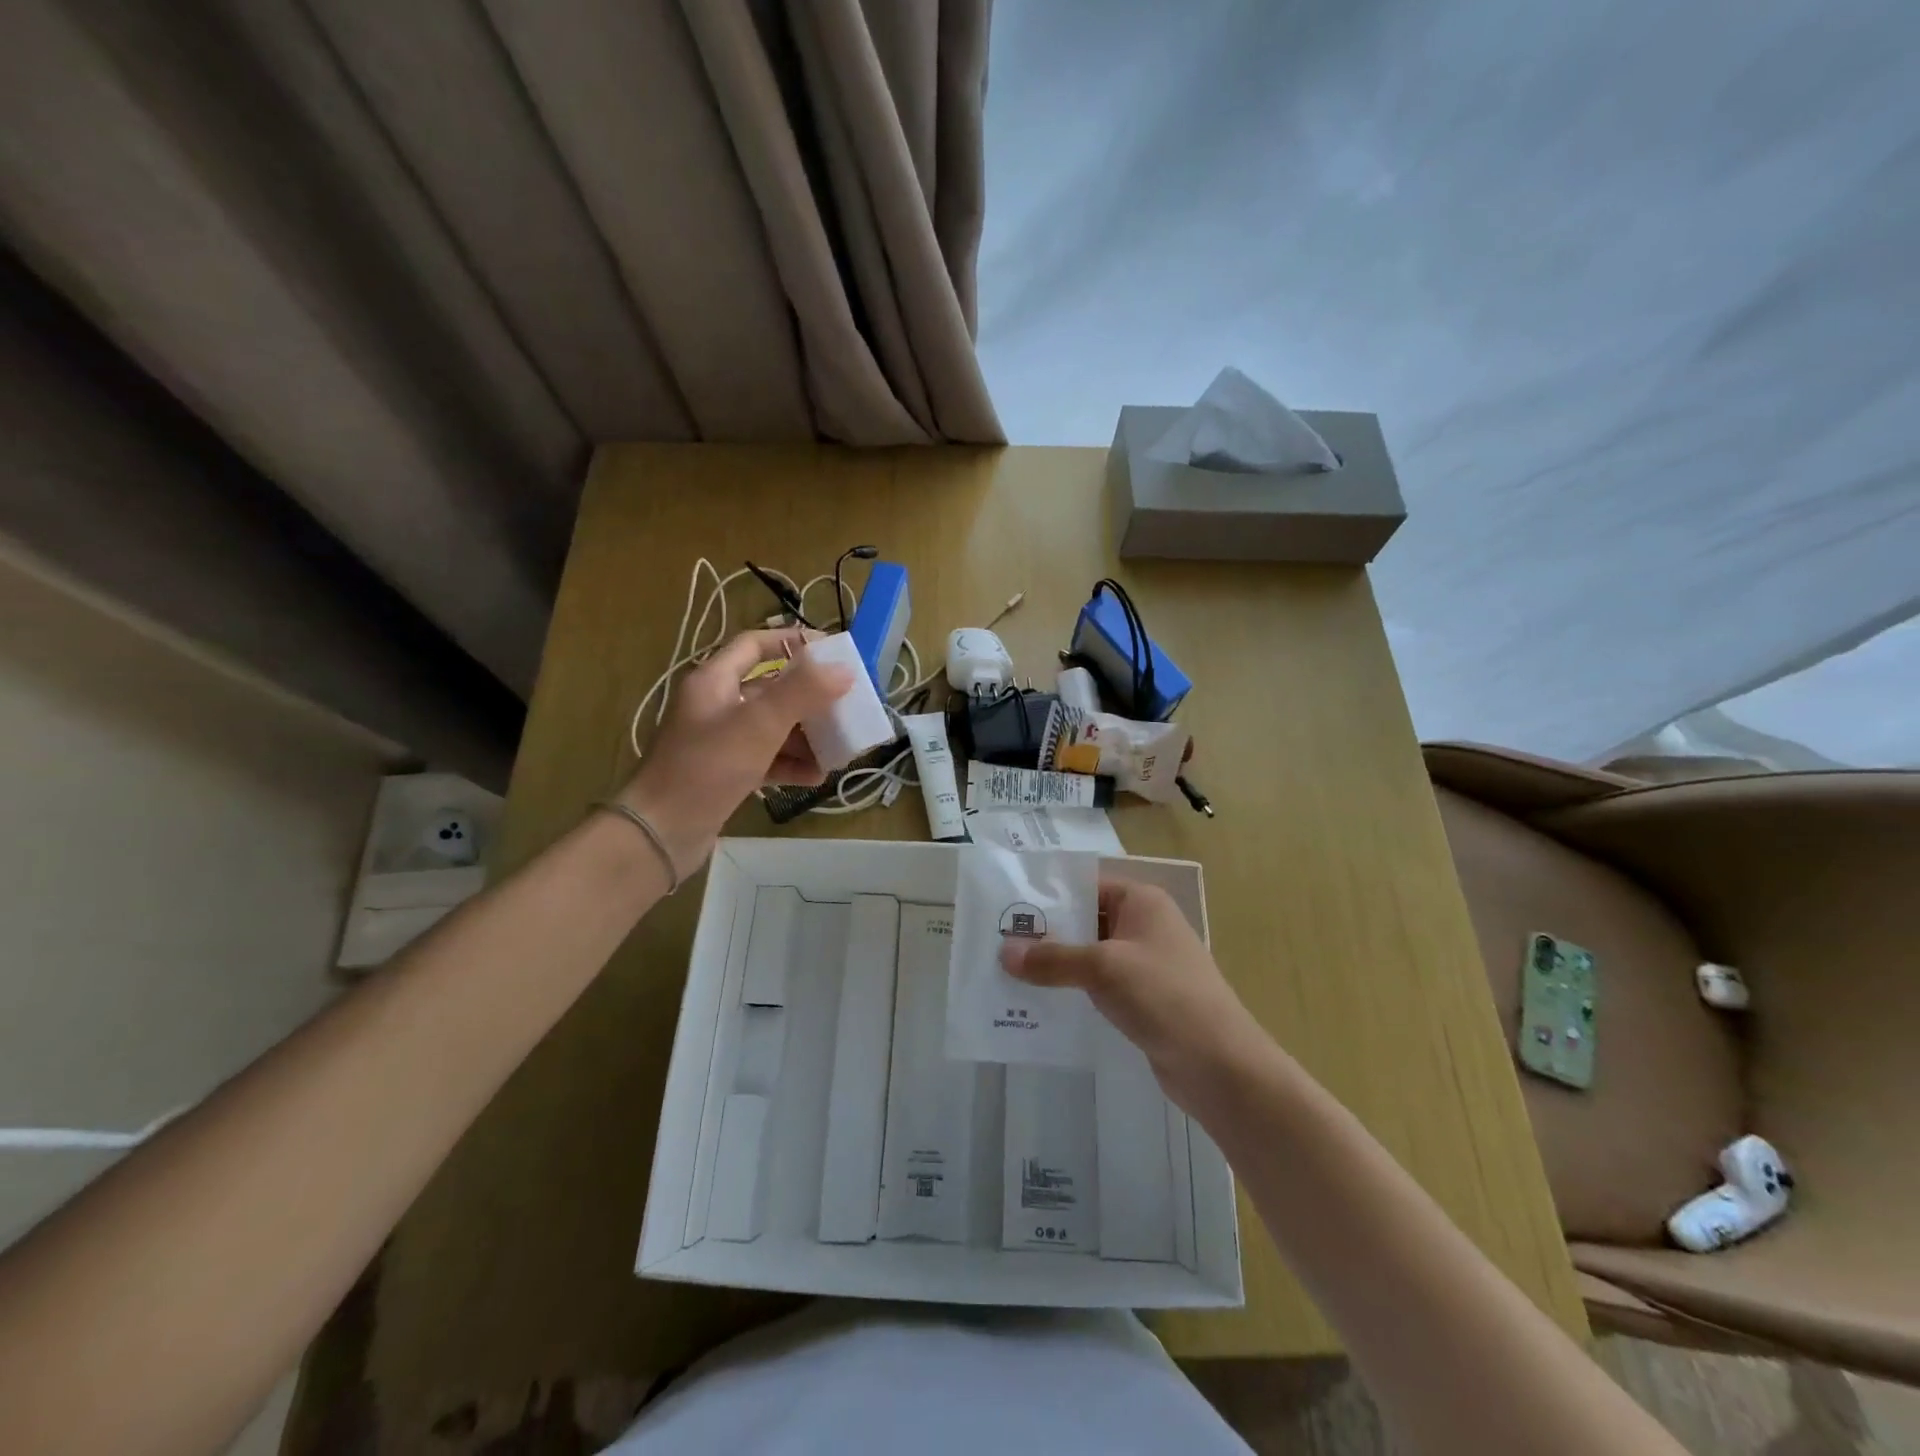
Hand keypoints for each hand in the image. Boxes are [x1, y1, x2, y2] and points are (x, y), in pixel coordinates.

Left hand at [619, 629, 853, 874]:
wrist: (660, 833)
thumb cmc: (707, 768)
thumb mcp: (758, 724)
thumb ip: (802, 692)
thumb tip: (844, 669)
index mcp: (714, 680)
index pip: (755, 644)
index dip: (792, 642)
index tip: (832, 652)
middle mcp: (716, 705)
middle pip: (771, 689)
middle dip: (810, 699)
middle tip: (847, 706)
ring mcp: (721, 741)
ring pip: (773, 727)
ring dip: (806, 736)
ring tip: (839, 748)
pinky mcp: (726, 773)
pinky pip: (767, 759)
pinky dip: (791, 764)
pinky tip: (817, 776)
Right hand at [1000, 877, 1271, 1109]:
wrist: (1221, 1066)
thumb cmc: (1164, 996)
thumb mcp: (1103, 968)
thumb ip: (1052, 958)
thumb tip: (1003, 952)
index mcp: (1141, 902)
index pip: (1086, 885)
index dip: (1049, 895)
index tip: (1007, 906)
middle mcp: (1144, 926)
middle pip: (1085, 920)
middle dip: (1046, 933)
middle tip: (997, 942)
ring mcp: (1145, 964)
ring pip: (1090, 955)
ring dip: (1056, 965)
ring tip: (1009, 973)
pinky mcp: (1144, 999)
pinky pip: (1099, 985)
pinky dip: (1073, 990)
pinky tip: (1040, 1003)